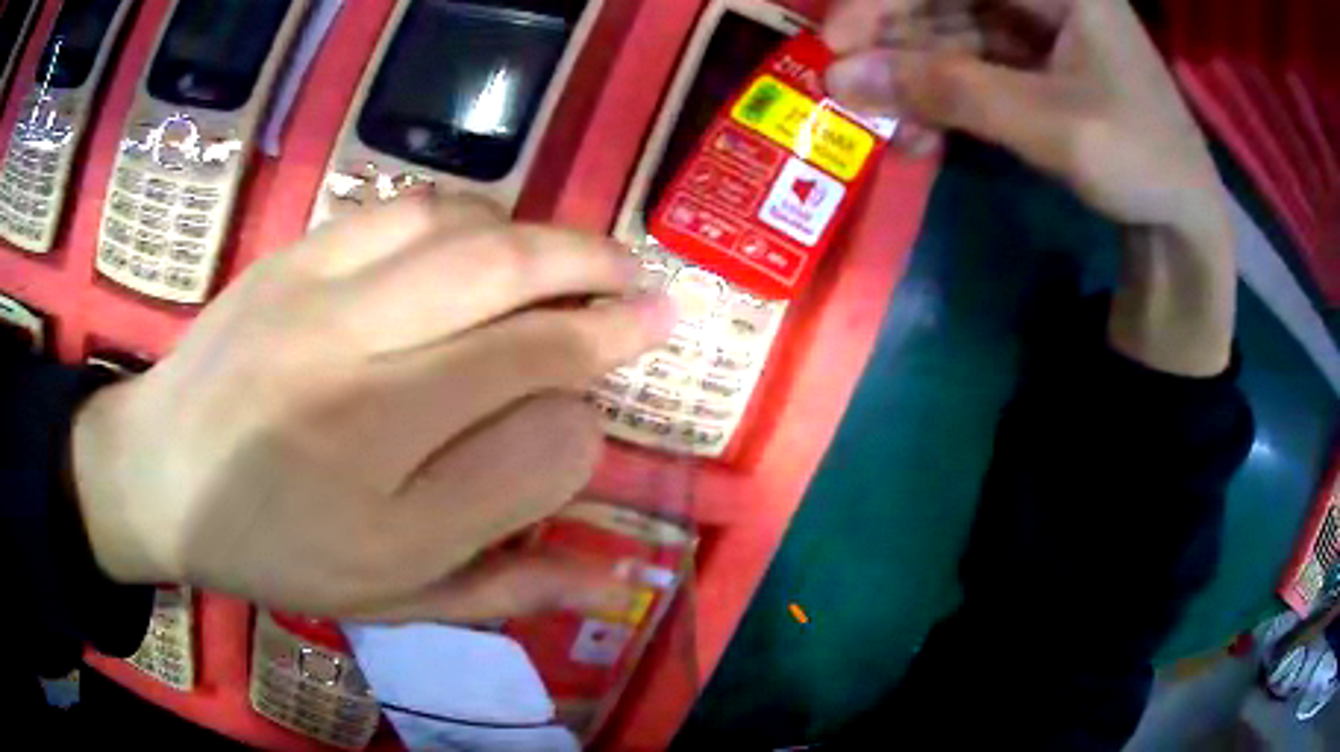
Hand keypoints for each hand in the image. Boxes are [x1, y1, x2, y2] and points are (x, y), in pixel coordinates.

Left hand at [71, 196, 673, 621]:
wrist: (157, 474)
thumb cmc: (269, 552)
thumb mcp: (382, 602)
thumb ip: (499, 589)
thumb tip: (608, 582)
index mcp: (386, 518)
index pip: (541, 448)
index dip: (589, 423)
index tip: (600, 415)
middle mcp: (359, 407)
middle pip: (521, 329)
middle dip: (609, 306)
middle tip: (657, 300)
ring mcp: (320, 315)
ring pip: (474, 250)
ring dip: (554, 249)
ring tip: (592, 261)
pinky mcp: (294, 260)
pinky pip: (410, 213)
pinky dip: (477, 217)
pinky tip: (495, 237)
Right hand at [823, 0, 1236, 376]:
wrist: (1182, 219)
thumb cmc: (1140, 161)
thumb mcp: (1050, 125)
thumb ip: (951, 93)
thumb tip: (844, 79)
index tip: (838, 39)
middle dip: (893, 40)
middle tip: (848, 86)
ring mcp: (1036, 27)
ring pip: (949, 32)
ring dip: (912, 77)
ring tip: (886, 126)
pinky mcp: (1032, 64)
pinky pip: (970, 66)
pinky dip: (941, 98)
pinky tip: (920, 135)